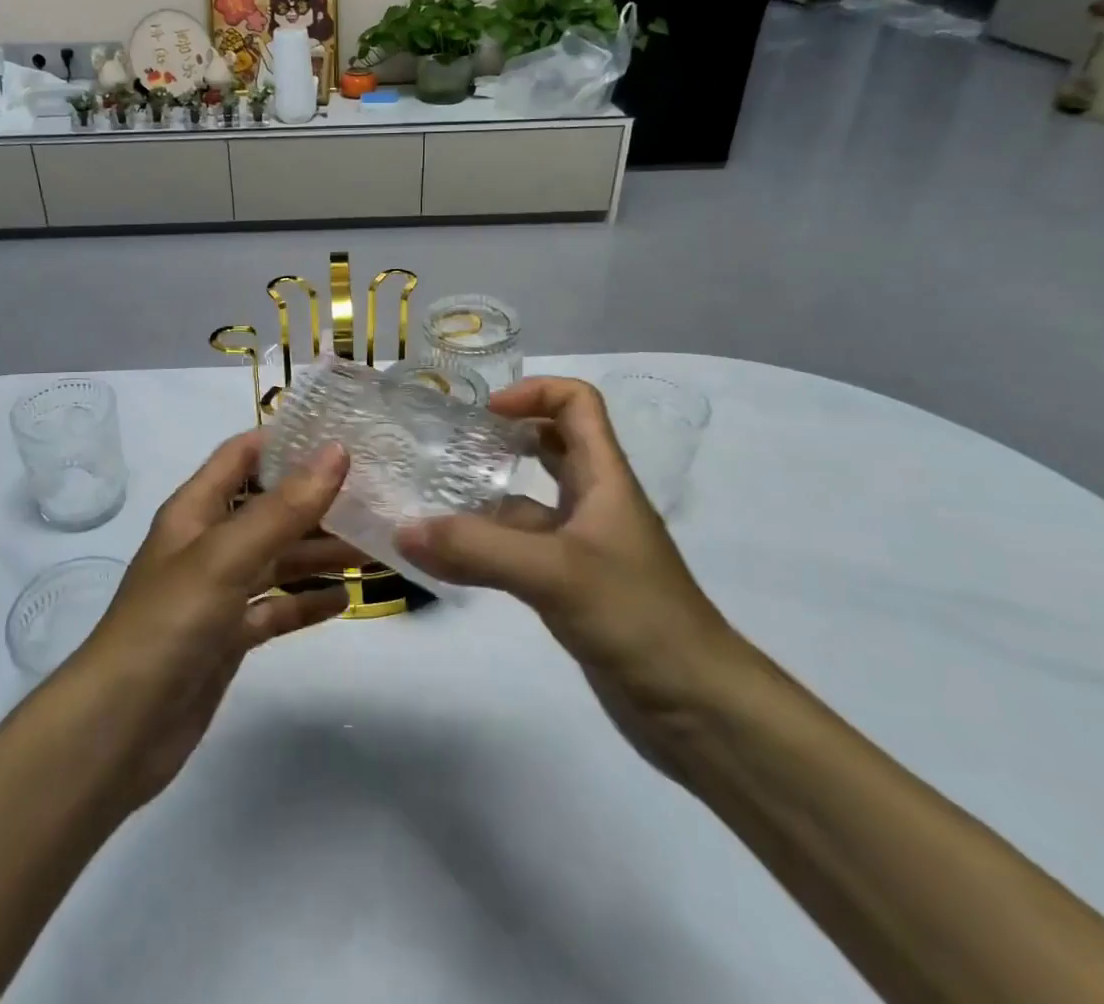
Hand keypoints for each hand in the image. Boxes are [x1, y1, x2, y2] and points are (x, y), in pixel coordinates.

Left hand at [62, 432, 358, 810]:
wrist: (119, 731)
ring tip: (377, 546)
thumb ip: (283, 507)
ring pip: (279, 558)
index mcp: (196, 510)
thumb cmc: (168, 624)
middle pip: (270, 507)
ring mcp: (219, 592)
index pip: (243, 455)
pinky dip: (307, 601)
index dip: (286, 439)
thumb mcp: (226, 556)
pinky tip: (346, 598)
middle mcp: (208, 543)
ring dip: (321, 551)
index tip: (343, 434)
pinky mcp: (229, 637)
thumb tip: (337, 451)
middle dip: (318, 499)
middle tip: (377, 493)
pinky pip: (276, 607)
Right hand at [396, 378, 740, 731]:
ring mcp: (583, 546)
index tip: (484, 413)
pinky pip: (521, 550)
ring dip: (486, 497)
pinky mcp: (572, 587)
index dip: (533, 393)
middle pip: (550, 445)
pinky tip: (449, 559)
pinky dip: (487, 546)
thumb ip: (477, 549)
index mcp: (604, 477)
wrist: (700, 709)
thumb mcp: (554, 572)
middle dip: (502, 437)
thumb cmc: (638, 617)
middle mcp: (594, 502)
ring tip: (431, 500)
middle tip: (449, 447)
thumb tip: (402, 530)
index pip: (577, 403)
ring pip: (529, 502)